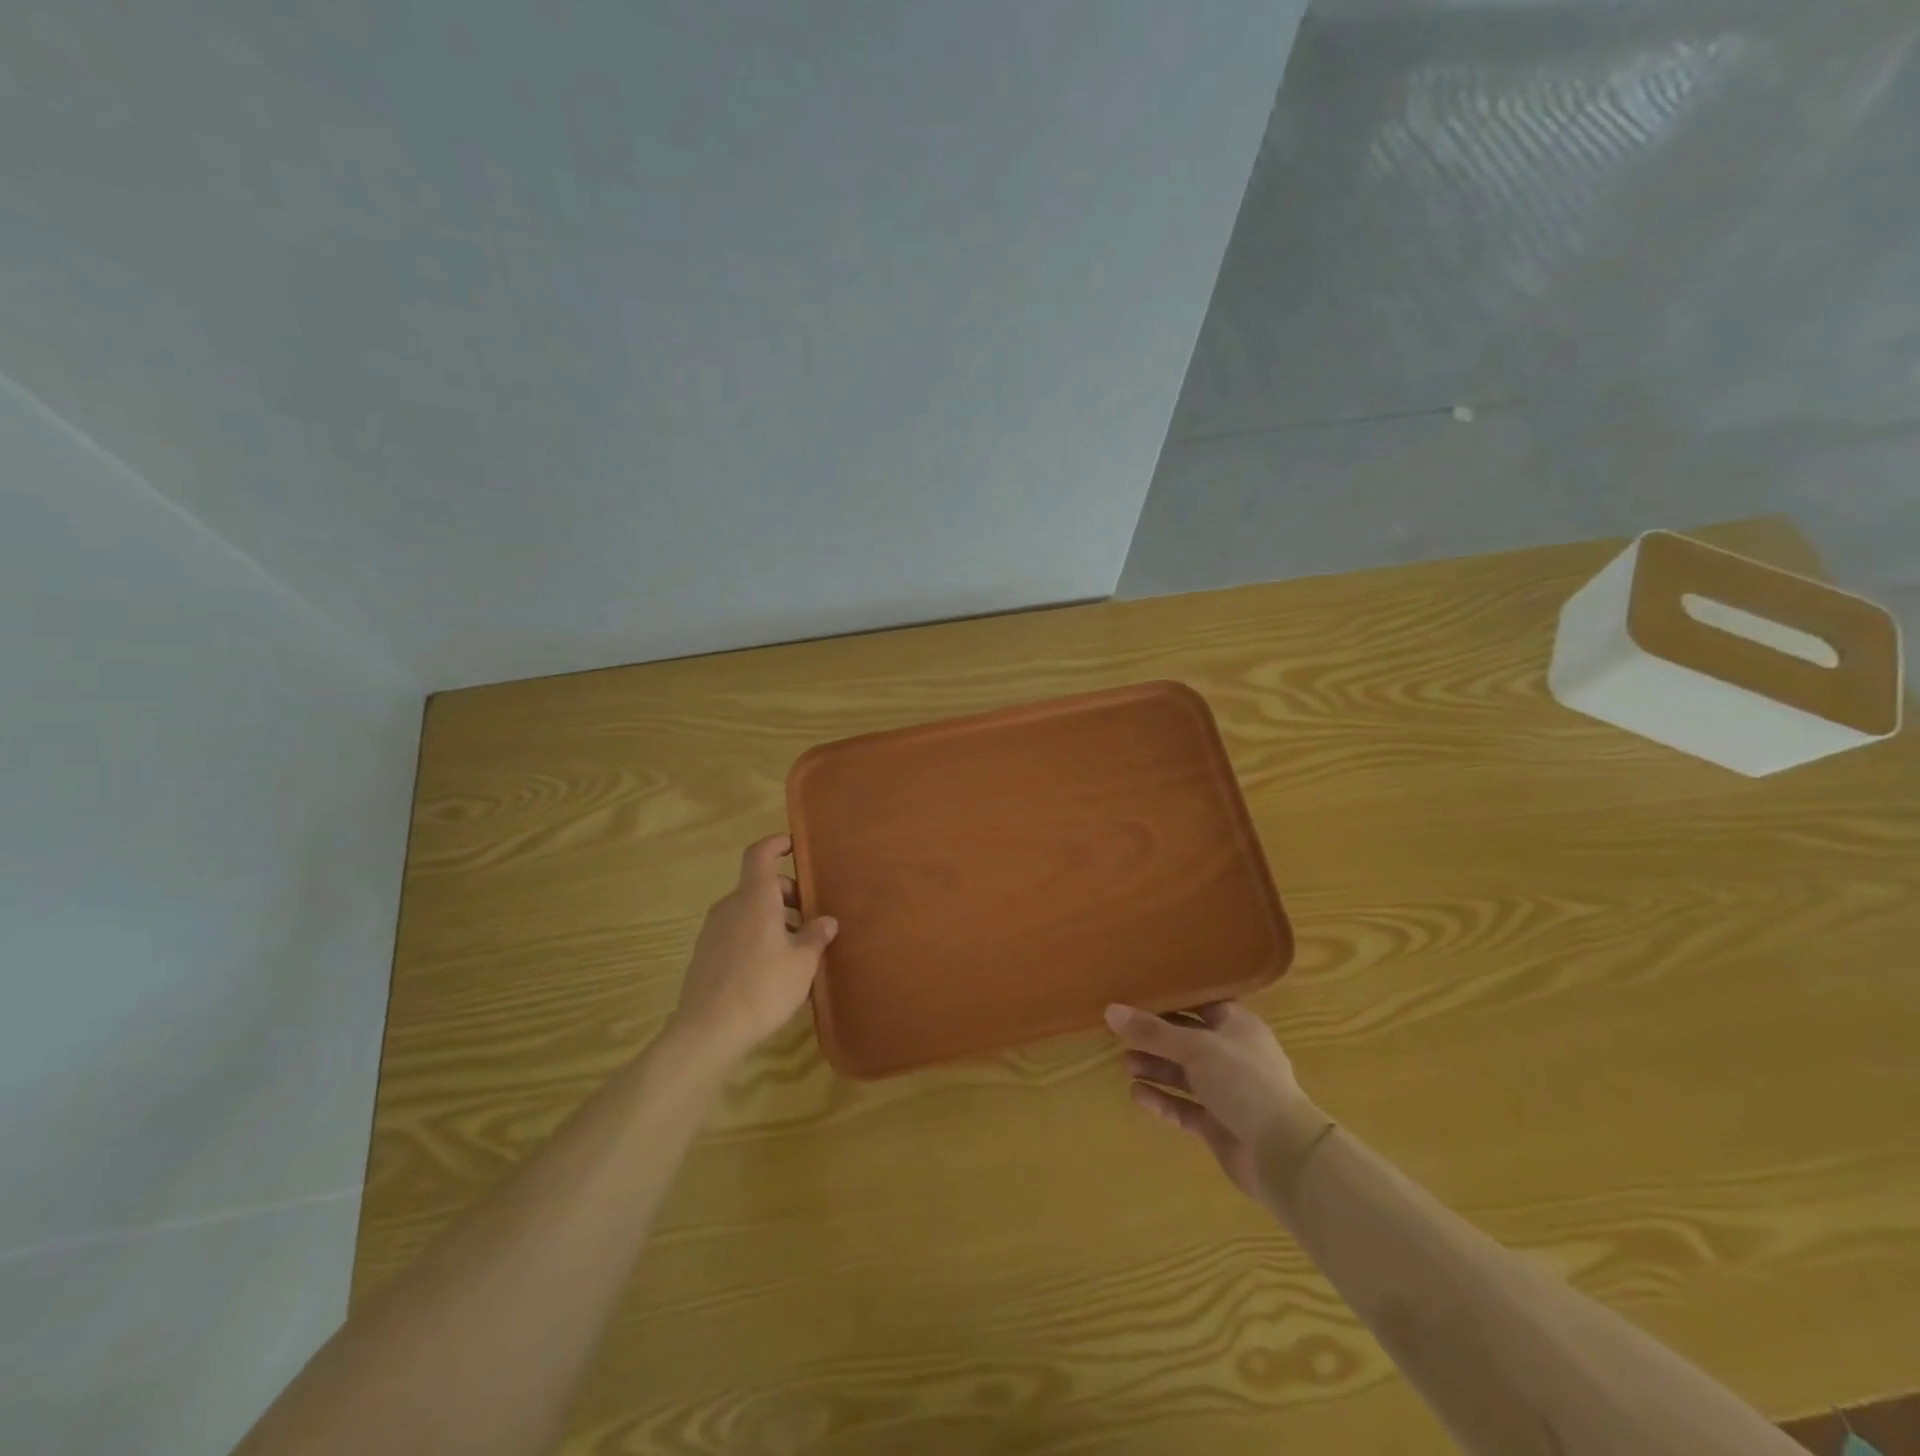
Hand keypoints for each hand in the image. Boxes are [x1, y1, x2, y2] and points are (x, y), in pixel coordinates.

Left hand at [669, 834, 836, 1063]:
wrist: (707, 1032)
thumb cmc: (763, 987)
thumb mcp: (803, 962)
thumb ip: (815, 936)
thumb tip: (825, 921)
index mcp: (755, 898)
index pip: (760, 854)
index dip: (776, 844)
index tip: (794, 847)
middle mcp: (730, 906)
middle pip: (759, 885)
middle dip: (787, 894)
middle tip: (811, 917)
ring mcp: (713, 931)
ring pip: (748, 911)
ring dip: (773, 919)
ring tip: (797, 948)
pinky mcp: (705, 956)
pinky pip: (737, 933)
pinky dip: (757, 937)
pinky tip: (772, 969)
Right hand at [1107, 1001, 1318, 1201]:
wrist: (1282, 1153)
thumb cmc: (1243, 1082)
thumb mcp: (1195, 1048)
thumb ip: (1152, 1031)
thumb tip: (1110, 1010)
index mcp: (1238, 1027)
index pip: (1201, 1005)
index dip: (1171, 1002)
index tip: (1137, 998)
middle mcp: (1233, 1056)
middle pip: (1187, 1041)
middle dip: (1156, 1039)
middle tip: (1121, 1036)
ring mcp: (1227, 1092)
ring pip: (1184, 1075)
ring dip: (1156, 1068)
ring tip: (1124, 1064)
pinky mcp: (1219, 1124)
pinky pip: (1185, 1107)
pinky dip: (1163, 1100)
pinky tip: (1137, 1094)